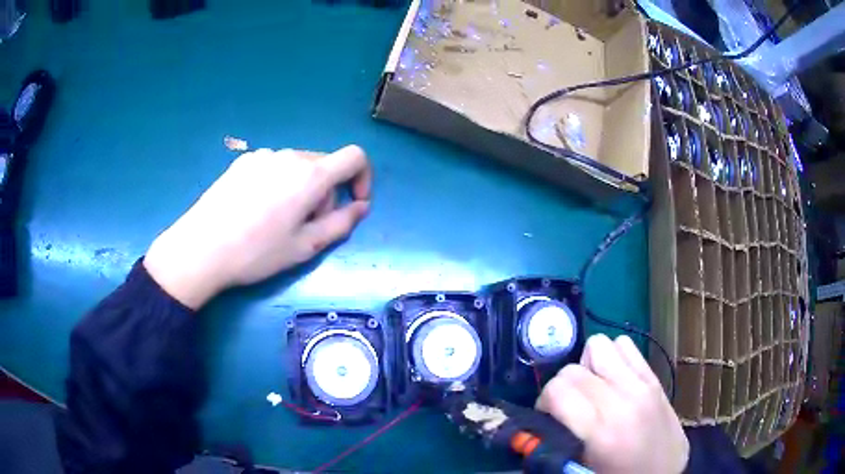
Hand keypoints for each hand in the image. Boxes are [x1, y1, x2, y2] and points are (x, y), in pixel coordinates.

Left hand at [144, 145, 371, 308]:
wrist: (201, 247)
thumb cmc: (257, 252)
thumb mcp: (305, 247)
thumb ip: (342, 224)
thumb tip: (361, 207)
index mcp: (310, 175)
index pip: (354, 157)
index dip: (363, 178)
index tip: (353, 203)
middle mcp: (289, 156)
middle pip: (324, 165)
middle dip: (327, 193)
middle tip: (306, 226)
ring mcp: (263, 155)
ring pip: (298, 167)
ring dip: (302, 189)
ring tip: (278, 220)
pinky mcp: (242, 161)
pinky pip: (274, 166)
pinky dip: (279, 183)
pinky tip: (256, 209)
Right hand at [536, 334, 688, 473]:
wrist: (664, 473)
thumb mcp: (581, 469)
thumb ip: (555, 443)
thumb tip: (533, 424)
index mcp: (601, 430)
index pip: (557, 389)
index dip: (544, 401)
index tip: (549, 416)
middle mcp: (622, 399)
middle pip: (573, 368)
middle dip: (563, 387)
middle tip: (570, 407)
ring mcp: (642, 384)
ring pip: (600, 345)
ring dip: (589, 366)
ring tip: (594, 389)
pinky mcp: (654, 377)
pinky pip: (626, 345)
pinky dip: (613, 356)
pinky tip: (614, 379)